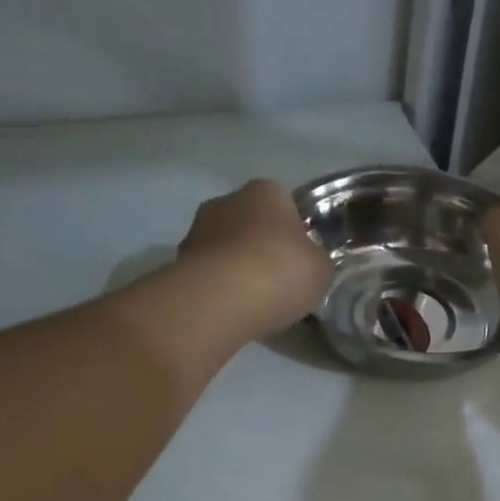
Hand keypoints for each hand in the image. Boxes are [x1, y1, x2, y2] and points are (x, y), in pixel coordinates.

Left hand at [179, 179, 332, 336]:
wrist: (222, 299)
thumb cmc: (281, 271)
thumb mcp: (321, 268)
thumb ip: (315, 260)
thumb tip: (306, 262)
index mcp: (266, 191)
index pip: (285, 203)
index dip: (295, 232)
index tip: (301, 259)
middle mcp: (227, 200)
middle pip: (251, 223)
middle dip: (262, 247)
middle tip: (279, 281)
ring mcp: (197, 230)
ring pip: (226, 248)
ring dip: (237, 268)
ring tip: (254, 301)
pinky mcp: (178, 262)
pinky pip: (209, 273)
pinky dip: (220, 288)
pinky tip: (232, 310)